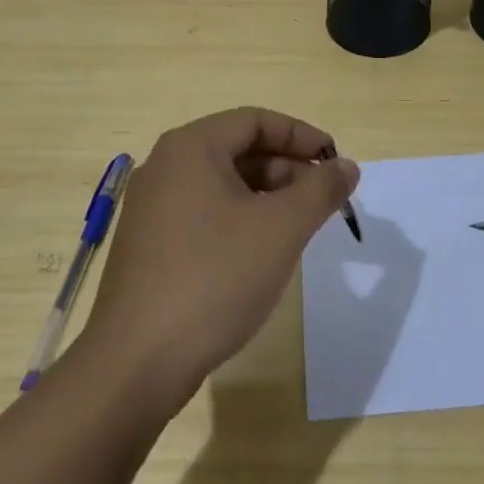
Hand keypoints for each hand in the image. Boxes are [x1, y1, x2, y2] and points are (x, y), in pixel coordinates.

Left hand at [82, 107, 358, 415]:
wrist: (137, 363)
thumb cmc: (215, 278)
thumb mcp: (282, 229)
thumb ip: (321, 190)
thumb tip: (347, 166)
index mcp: (191, 147)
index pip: (256, 120)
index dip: (302, 136)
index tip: (336, 162)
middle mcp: (165, 166)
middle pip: (238, 149)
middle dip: (288, 169)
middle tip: (324, 199)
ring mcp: (152, 207)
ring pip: (223, 184)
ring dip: (268, 196)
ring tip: (301, 227)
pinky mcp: (150, 244)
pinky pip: (204, 212)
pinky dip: (241, 219)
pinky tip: (263, 252)